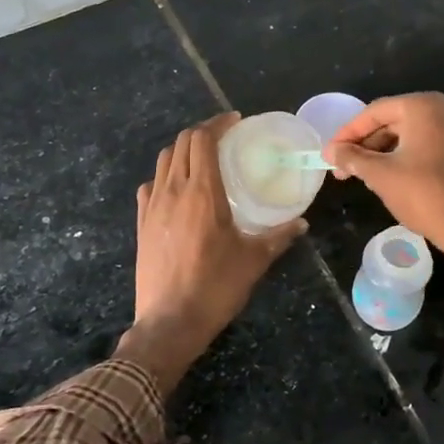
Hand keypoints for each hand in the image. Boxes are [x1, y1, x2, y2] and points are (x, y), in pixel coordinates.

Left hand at [117, 113, 305, 393]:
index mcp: (202, 192)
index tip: (235, 121)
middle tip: (224, 137)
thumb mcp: (254, 260)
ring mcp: (152, 206)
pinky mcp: (141, 223)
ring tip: (203, 157)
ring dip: (183, 150)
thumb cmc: (215, 287)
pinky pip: (150, 185)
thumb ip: (279, 236)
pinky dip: (165, 175)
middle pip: (181, 143)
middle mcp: (173, 191)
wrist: (169, 322)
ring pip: (163, 160)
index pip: (203, 140)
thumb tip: (301, 223)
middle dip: (202, 132)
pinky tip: (177, 188)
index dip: (218, 123)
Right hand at [324, 93, 443, 258]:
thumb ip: (352, 158)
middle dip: (364, 145)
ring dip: (381, 154)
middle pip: (391, 121)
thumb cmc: (424, 195)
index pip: (374, 112)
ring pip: (407, 135)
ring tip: (361, 177)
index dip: (347, 133)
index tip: (329, 153)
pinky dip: (402, 157)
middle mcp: (443, 109)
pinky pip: (424, 145)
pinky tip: (386, 178)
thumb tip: (330, 151)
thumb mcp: (380, 175)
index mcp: (423, 106)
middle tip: (342, 169)